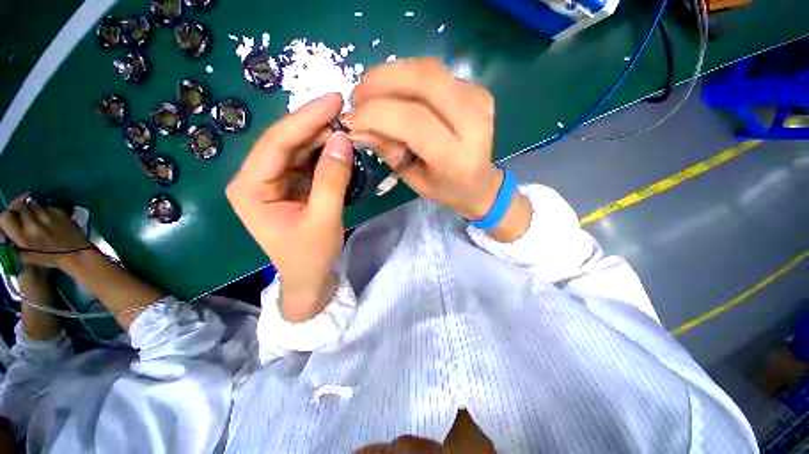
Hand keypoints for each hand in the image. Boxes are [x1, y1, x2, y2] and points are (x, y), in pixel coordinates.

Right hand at [0, 193, 92, 267]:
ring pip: (32, 203)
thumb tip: (4, 232)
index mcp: (22, 237)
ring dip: (31, 208)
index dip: (6, 217)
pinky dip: (44, 210)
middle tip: (22, 216)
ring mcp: (47, 216)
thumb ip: (12, 242)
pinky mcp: (59, 212)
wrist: (77, 254)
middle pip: (19, 206)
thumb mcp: (25, 255)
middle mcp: (33, 224)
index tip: (10, 220)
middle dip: (18, 209)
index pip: (5, 217)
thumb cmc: (50, 257)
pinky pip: (47, 205)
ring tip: (35, 217)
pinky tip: (47, 218)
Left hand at [226, 94, 354, 321]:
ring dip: (321, 137)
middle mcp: (255, 179)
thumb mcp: (325, 219)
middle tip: (344, 110)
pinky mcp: (288, 186)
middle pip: (285, 141)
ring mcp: (272, 182)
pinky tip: (339, 145)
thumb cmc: (311, 255)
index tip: (334, 100)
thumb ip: (332, 179)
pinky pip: (305, 162)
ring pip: (296, 149)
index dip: (306, 118)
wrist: (309, 277)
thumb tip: (343, 139)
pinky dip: (323, 153)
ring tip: (346, 125)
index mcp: (250, 188)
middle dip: (314, 125)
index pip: (276, 142)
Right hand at [343, 58, 501, 219]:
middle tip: (358, 95)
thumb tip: (356, 128)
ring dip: (392, 74)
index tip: (351, 118)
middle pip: (423, 82)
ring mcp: (479, 100)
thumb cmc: (445, 188)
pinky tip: (397, 92)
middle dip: (381, 82)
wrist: (480, 183)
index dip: (376, 114)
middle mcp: (473, 123)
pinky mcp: (478, 90)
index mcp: (457, 157)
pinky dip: (408, 77)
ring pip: (428, 70)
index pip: (413, 121)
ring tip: (371, 90)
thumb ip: (388, 152)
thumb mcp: (414, 180)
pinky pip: (435, 73)